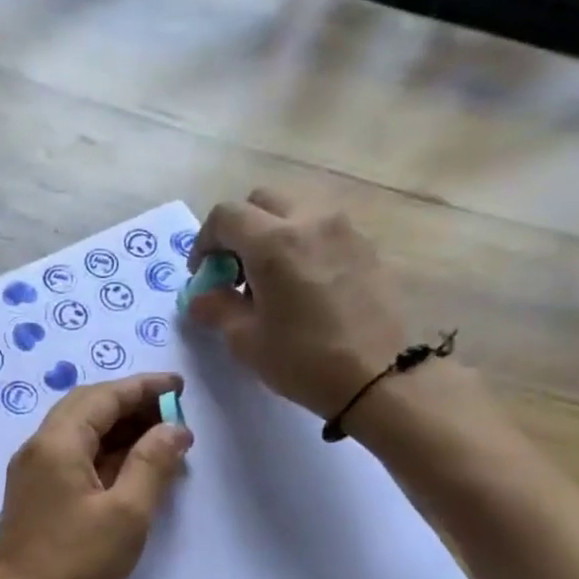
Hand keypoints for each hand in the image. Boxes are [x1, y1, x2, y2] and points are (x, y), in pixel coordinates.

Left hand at [0, 372, 191, 578]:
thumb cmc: (77, 567)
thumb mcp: (127, 514)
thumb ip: (152, 463)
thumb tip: (175, 427)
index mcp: (56, 444)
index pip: (103, 396)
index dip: (143, 388)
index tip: (180, 387)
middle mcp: (37, 450)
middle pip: (87, 408)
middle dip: (131, 405)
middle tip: (174, 415)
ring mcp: (31, 475)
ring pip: (79, 434)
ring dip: (119, 431)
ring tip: (162, 442)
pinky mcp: (35, 498)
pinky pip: (72, 460)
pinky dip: (104, 455)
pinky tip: (132, 470)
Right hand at [185, 188, 408, 421]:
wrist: (378, 376)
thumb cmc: (303, 360)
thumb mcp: (247, 340)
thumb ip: (217, 309)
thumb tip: (200, 297)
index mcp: (273, 243)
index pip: (226, 215)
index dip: (204, 241)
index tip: (203, 273)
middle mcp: (310, 221)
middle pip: (261, 201)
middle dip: (239, 230)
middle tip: (233, 271)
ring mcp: (343, 229)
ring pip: (295, 211)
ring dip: (272, 234)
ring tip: (270, 279)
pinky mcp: (366, 246)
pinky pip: (322, 229)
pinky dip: (302, 244)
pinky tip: (302, 285)